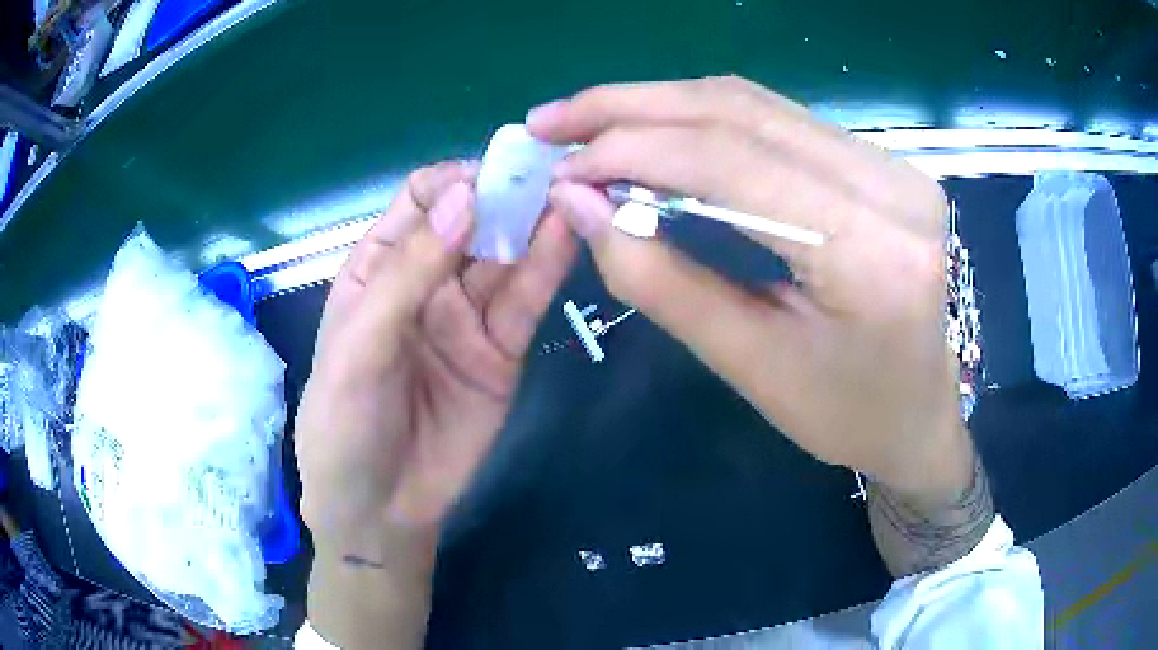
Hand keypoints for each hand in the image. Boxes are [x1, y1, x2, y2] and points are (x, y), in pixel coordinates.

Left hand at [296, 159, 576, 547]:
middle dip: (506, 196)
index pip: (420, 202)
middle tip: (549, 173)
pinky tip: (569, 236)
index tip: (492, 175)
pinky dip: (548, 268)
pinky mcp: (502, 351)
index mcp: (378, 268)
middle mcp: (426, 282)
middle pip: (471, 222)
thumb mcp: (360, 346)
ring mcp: (467, 316)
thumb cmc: (346, 424)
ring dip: (534, 224)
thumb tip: (464, 196)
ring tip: (571, 194)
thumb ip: (409, 273)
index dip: (455, 183)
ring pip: (505, 257)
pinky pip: (526, 302)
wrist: (381, 509)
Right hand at [528, 77, 969, 497]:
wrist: (922, 416)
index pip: (733, 162)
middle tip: (554, 120)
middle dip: (632, 107)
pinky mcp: (883, 163)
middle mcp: (892, 187)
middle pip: (742, 111)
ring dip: (663, 105)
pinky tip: (657, 129)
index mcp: (872, 252)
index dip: (633, 150)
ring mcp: (893, 166)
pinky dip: (705, 119)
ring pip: (756, 105)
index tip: (561, 167)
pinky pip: (779, 121)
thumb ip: (661, 279)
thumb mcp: (752, 365)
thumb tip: (581, 205)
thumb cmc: (846, 415)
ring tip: (590, 122)